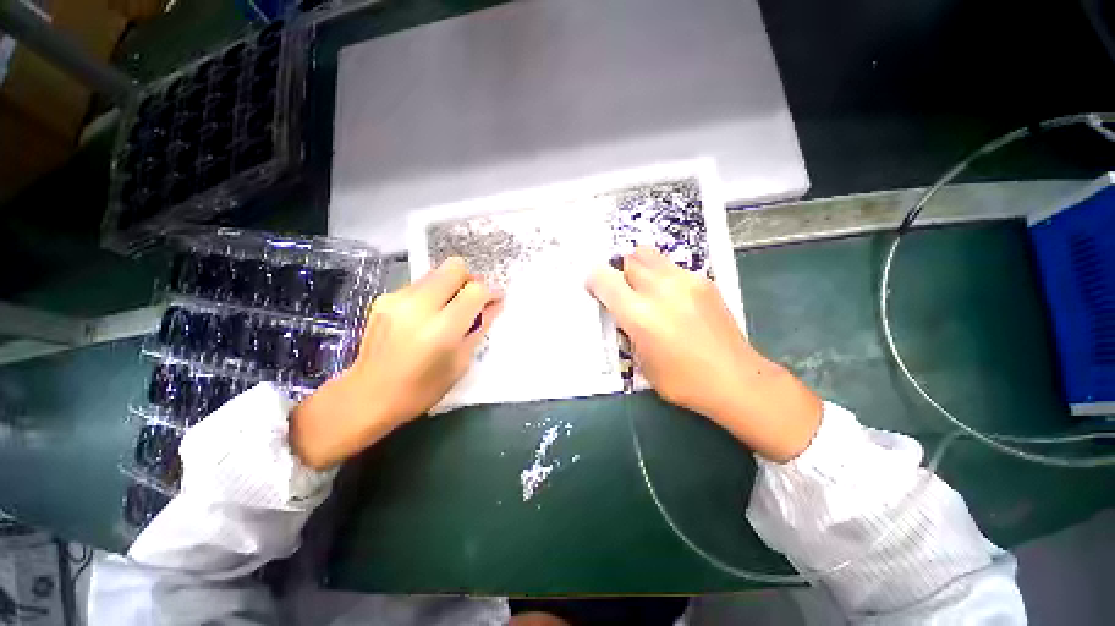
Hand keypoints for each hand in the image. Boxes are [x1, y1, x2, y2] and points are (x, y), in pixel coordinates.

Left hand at [290, 258, 502, 468]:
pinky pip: (420, 284)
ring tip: (449, 309)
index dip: (490, 293)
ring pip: (437, 272)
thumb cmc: (422, 389)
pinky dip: (432, 293)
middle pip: (455, 268)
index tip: (493, 302)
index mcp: (441, 329)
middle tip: (472, 300)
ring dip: (451, 285)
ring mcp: (397, 298)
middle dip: (470, 280)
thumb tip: (495, 304)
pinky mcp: (384, 298)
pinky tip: (427, 315)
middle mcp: (418, 306)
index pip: (476, 290)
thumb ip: (479, 328)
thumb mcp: (460, 362)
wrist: (367, 396)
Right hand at [587, 247, 820, 461]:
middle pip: (630, 259)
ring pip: (650, 255)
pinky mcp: (704, 281)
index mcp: (640, 315)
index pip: (605, 280)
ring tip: (647, 290)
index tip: (595, 288)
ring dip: (641, 268)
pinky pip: (672, 267)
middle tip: (625, 291)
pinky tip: (673, 299)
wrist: (735, 379)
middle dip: (621, 272)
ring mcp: (686, 281)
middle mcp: (661, 290)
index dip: (595, 280)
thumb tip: (623, 310)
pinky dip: (663, 276)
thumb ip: (628, 328)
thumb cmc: (682, 381)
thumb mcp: (641, 361)